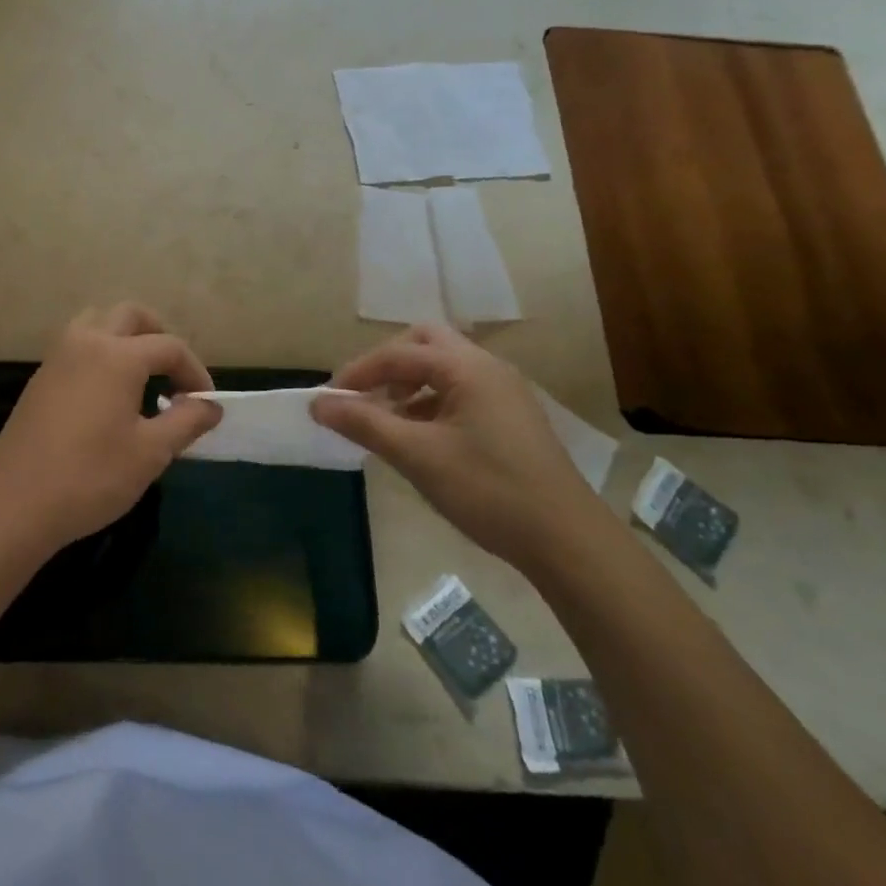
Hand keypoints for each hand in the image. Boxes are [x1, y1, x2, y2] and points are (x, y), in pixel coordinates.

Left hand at [0, 305, 221, 558]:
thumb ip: (186, 421)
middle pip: (130, 316)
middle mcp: (85, 342)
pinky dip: (100, 353)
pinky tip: (106, 395)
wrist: (14, 505)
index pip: (169, 347)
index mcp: (117, 355)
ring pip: (96, 322)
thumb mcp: (150, 453)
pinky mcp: (39, 378)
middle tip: (174, 374)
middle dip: (159, 336)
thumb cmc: (91, 477)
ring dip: (124, 337)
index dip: (195, 371)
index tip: (205, 403)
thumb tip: (211, 405)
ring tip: (140, 376)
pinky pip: (76, 345)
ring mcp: (56, 357)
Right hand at [311, 324, 615, 574]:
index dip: (357, 372)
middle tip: (362, 395)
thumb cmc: (488, 490)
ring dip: (408, 384)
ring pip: (443, 368)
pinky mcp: (510, 417)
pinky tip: (418, 437)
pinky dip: (430, 403)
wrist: (567, 541)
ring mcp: (503, 392)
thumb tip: (317, 404)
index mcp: (467, 368)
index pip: (398, 354)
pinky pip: (459, 392)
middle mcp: (487, 368)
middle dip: (387, 365)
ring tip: (384, 420)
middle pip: (425, 344)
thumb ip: (364, 423)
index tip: (328, 399)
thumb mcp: (417, 456)